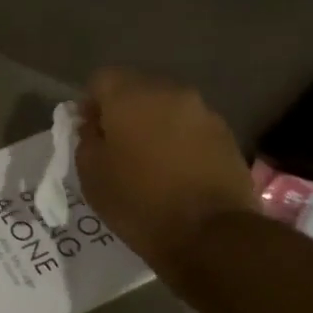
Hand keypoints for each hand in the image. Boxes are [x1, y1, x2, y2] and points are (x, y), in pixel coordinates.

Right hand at [76, 69, 255, 283]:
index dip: (90, 104)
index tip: (88, 133)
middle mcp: (171, 93)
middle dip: (123, 113)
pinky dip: (177, 143)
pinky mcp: (226, 136)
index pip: (102, 79)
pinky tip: (173, 174)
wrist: (209, 233)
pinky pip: (190, 129)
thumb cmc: (138, 202)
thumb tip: (93, 124)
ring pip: (166, 110)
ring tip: (146, 164)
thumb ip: (86, 139)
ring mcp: (204, 113)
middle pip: (137, 90)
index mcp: (132, 97)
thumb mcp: (91, 174)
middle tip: (115, 149)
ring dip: (153, 128)